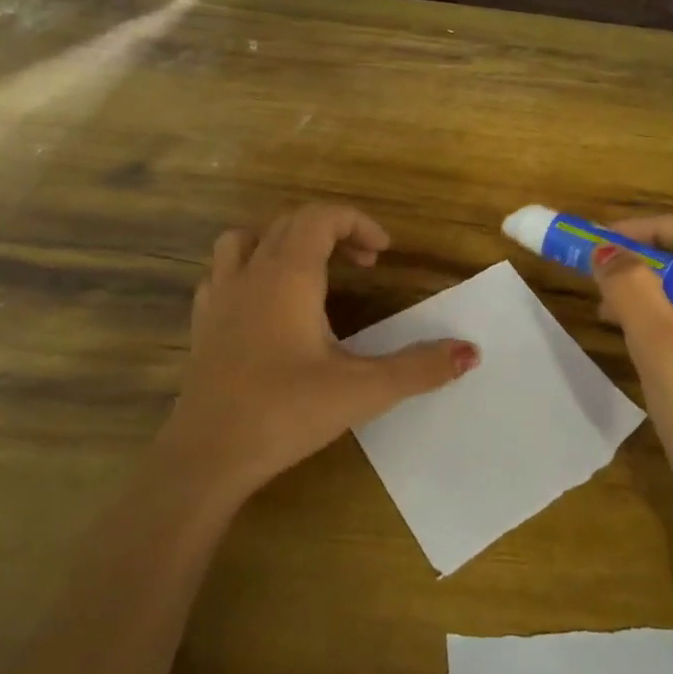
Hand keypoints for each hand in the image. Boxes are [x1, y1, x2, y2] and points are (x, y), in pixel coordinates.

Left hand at [158, 204, 479, 505]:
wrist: (207, 456)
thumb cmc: (285, 412)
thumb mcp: (361, 390)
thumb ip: (418, 368)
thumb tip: (471, 352)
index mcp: (288, 275)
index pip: (321, 217)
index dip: (357, 223)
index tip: (384, 252)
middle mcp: (250, 273)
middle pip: (289, 223)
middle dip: (331, 232)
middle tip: (364, 263)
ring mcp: (219, 297)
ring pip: (246, 239)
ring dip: (282, 241)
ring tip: (311, 270)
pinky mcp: (202, 324)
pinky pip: (222, 273)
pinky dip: (250, 270)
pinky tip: (265, 304)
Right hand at [592, 214, 672, 629]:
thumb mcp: (664, 352)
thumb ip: (633, 291)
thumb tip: (604, 250)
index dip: (649, 227)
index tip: (601, 243)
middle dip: (642, 257)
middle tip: (596, 272)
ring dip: (646, 286)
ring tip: (604, 305)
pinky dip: (657, 315)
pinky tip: (627, 334)